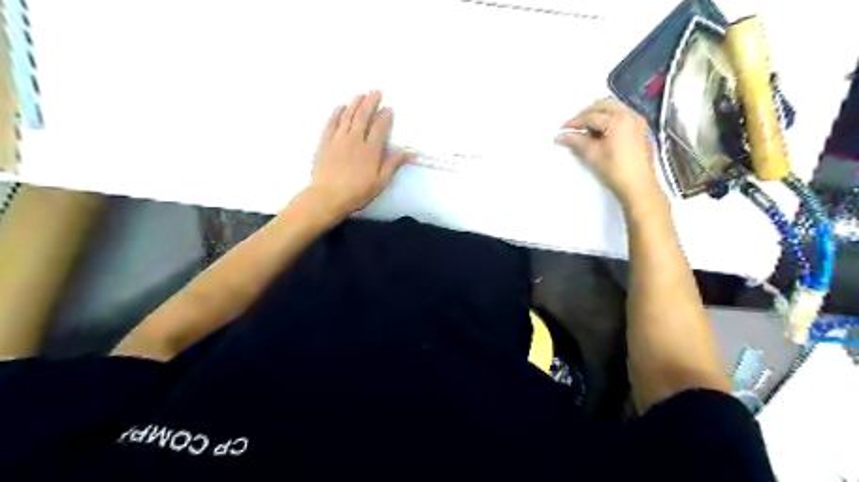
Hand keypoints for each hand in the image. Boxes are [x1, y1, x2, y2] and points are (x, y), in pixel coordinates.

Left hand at [305, 90, 412, 221]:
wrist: (327, 197)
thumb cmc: (357, 193)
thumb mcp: (380, 182)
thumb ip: (393, 165)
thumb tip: (409, 152)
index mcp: (371, 150)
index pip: (380, 127)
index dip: (385, 116)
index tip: (389, 108)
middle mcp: (355, 139)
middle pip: (363, 116)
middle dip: (370, 102)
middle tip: (376, 91)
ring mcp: (338, 139)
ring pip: (348, 116)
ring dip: (355, 104)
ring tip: (361, 94)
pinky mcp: (325, 142)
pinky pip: (331, 123)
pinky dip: (337, 113)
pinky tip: (340, 107)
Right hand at [558, 97, 662, 208]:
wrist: (639, 186)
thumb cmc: (615, 171)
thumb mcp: (592, 155)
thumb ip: (576, 142)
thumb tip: (561, 136)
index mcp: (618, 119)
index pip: (590, 116)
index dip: (574, 122)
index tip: (563, 129)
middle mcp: (630, 115)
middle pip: (604, 106)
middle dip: (587, 114)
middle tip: (574, 126)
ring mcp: (638, 121)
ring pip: (614, 109)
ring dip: (599, 115)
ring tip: (587, 130)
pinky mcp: (641, 130)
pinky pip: (623, 116)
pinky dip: (610, 120)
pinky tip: (602, 134)